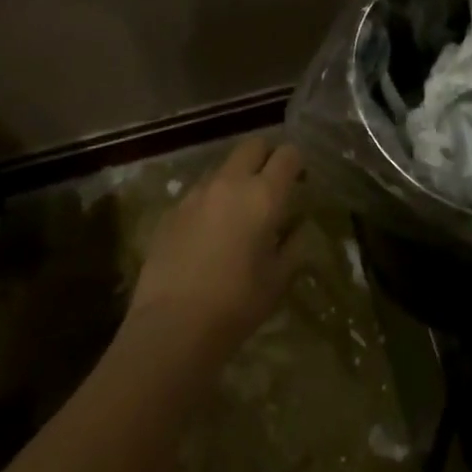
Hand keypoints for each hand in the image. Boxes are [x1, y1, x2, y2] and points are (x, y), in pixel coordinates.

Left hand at [127, 136, 303, 360]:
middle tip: (270, 185)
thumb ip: (293, 246)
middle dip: (265, 156)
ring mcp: (196, 193)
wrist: (173, 326)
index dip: (296, 162)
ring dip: (235, 179)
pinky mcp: (172, 209)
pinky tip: (208, 234)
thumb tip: (298, 227)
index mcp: (263, 195)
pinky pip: (198, 193)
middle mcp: (230, 182)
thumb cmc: (236, 305)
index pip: (287, 155)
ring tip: (237, 213)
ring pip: (222, 168)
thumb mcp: (278, 280)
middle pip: (252, 146)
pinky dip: (210, 202)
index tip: (299, 179)